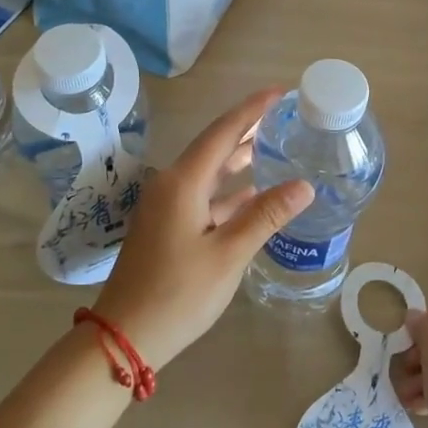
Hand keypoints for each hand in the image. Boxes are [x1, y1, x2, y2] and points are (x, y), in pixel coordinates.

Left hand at [91, 89, 312, 370]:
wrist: (123, 336)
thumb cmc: (178, 294)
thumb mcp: (228, 255)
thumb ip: (265, 216)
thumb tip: (304, 185)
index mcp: (183, 182)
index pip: (223, 132)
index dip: (252, 109)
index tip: (279, 92)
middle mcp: (171, 184)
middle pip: (214, 146)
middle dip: (247, 129)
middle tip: (282, 116)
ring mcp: (166, 206)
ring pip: (208, 172)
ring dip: (238, 159)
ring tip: (273, 146)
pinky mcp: (166, 226)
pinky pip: (202, 195)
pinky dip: (228, 191)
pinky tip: (251, 194)